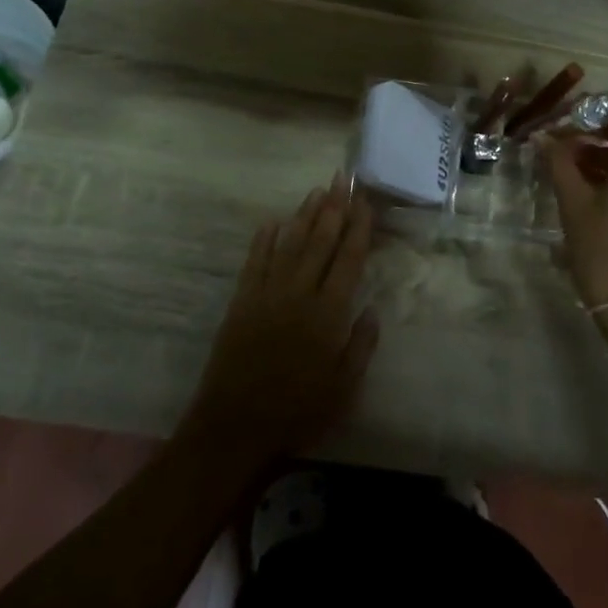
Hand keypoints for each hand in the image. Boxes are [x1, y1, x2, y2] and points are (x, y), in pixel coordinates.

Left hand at [179, 177, 379, 471]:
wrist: (234, 428)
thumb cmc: (297, 413)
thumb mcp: (344, 390)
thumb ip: (361, 346)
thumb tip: (373, 309)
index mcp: (328, 314)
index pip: (348, 260)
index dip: (358, 228)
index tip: (365, 202)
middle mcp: (299, 294)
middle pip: (320, 242)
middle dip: (334, 208)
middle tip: (343, 179)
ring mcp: (267, 295)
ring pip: (289, 245)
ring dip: (304, 216)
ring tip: (316, 191)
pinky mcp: (241, 303)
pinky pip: (254, 263)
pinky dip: (263, 240)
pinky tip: (272, 222)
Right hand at [543, 96, 607, 311]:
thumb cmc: (606, 254)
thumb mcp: (575, 205)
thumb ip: (559, 163)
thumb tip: (545, 138)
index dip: (596, 105)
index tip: (567, 124)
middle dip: (595, 132)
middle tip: (560, 149)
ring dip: (606, 155)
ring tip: (571, 174)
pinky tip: (595, 194)